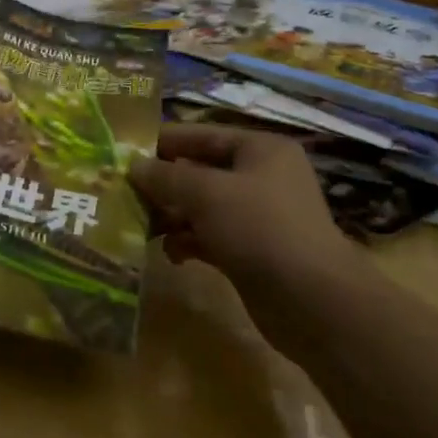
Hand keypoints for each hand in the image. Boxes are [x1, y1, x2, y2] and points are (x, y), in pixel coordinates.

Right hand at [128, 123, 361, 290]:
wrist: (313, 302)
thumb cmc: (260, 228)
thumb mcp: (206, 193)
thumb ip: (166, 177)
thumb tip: (133, 166)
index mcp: (260, 150)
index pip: (202, 135)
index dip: (163, 142)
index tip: (124, 152)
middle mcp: (261, 176)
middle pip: (200, 171)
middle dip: (163, 184)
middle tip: (124, 193)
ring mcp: (258, 216)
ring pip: (202, 206)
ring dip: (172, 215)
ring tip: (140, 226)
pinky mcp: (252, 251)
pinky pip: (210, 236)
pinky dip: (189, 241)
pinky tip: (171, 253)